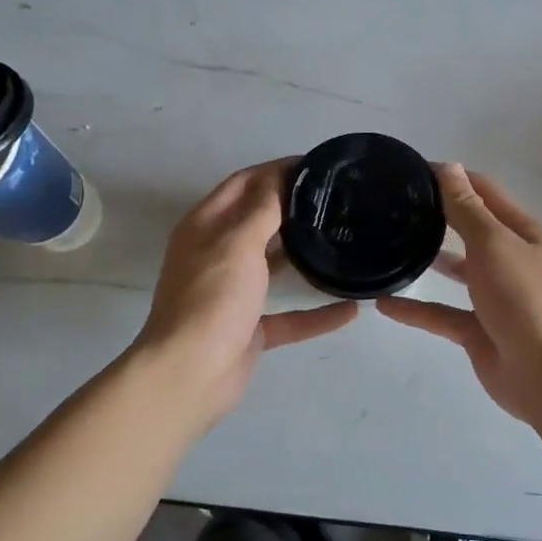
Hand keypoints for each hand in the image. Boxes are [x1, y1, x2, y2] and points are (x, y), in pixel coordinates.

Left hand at [132, 160, 357, 422]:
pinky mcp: (249, 328)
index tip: (318, 166)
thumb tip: (283, 176)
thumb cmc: (212, 299)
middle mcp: (217, 254)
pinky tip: (351, 309)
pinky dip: (316, 313)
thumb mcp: (238, 242)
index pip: (244, 183)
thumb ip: (263, 208)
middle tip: (338, 201)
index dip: (277, 170)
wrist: (190, 374)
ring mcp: (233, 293)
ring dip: (304, 256)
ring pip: (274, 266)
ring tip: (344, 241)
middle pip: (259, 221)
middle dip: (294, 208)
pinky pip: (289, 316)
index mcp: (206, 226)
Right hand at [378, 165, 541, 423]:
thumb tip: (449, 167)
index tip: (411, 171)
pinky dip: (415, 310)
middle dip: (438, 216)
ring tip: (388, 246)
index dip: (452, 178)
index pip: (484, 193)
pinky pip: (441, 314)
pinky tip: (383, 304)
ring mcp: (495, 299)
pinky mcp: (478, 332)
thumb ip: (467, 210)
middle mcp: (510, 261)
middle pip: (470, 230)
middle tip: (392, 207)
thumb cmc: (528, 299)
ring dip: (429, 259)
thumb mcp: (494, 245)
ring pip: (457, 272)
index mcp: (522, 233)